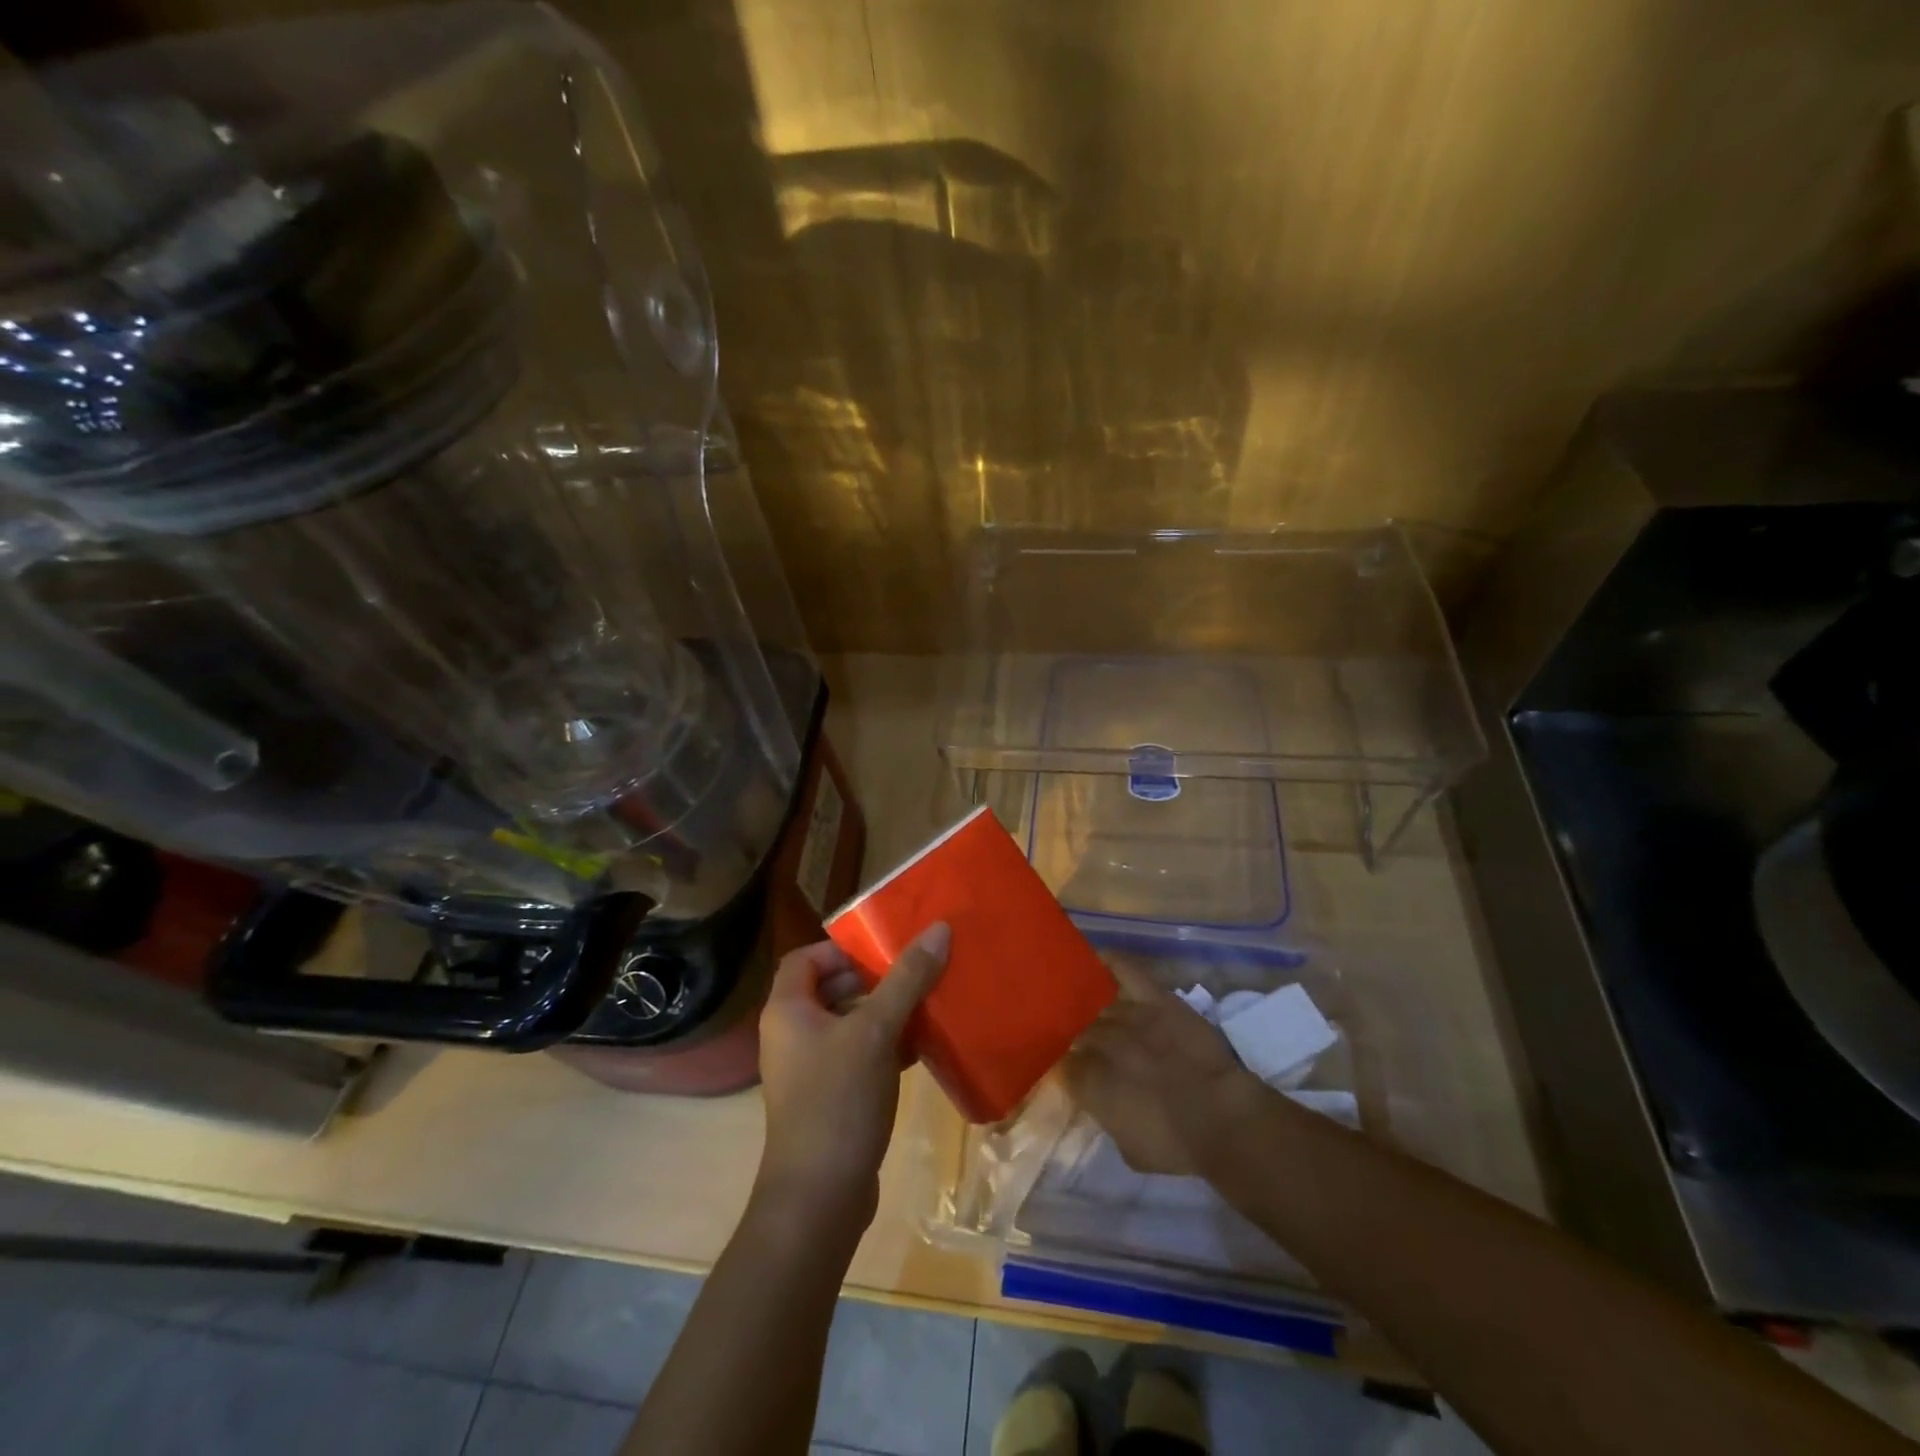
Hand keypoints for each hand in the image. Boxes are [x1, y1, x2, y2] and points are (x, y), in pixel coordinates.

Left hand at [756, 924, 948, 1221]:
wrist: (819, 1198)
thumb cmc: (838, 1100)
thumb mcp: (876, 1031)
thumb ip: (907, 978)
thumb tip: (939, 928)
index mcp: (787, 1011)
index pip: (805, 958)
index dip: (840, 949)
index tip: (881, 952)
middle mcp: (791, 1035)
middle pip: (829, 989)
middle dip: (872, 980)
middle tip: (912, 975)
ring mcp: (809, 1070)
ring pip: (848, 1024)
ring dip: (884, 1013)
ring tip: (925, 1005)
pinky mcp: (829, 1099)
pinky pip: (858, 1057)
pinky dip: (885, 1047)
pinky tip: (922, 1048)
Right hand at [1064, 959, 1265, 1175]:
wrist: (1222, 1118)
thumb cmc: (1175, 1144)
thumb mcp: (1129, 1147)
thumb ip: (1106, 1116)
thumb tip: (1100, 1101)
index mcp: (1087, 1081)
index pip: (1061, 1067)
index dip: (1067, 1070)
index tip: (1073, 1075)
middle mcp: (1099, 1042)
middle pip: (1078, 1033)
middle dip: (1079, 1041)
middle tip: (1088, 1049)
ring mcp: (1127, 1014)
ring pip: (1097, 1005)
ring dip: (1095, 1013)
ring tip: (1093, 1013)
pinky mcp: (1155, 998)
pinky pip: (1125, 969)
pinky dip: (1110, 962)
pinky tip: (1097, 960)